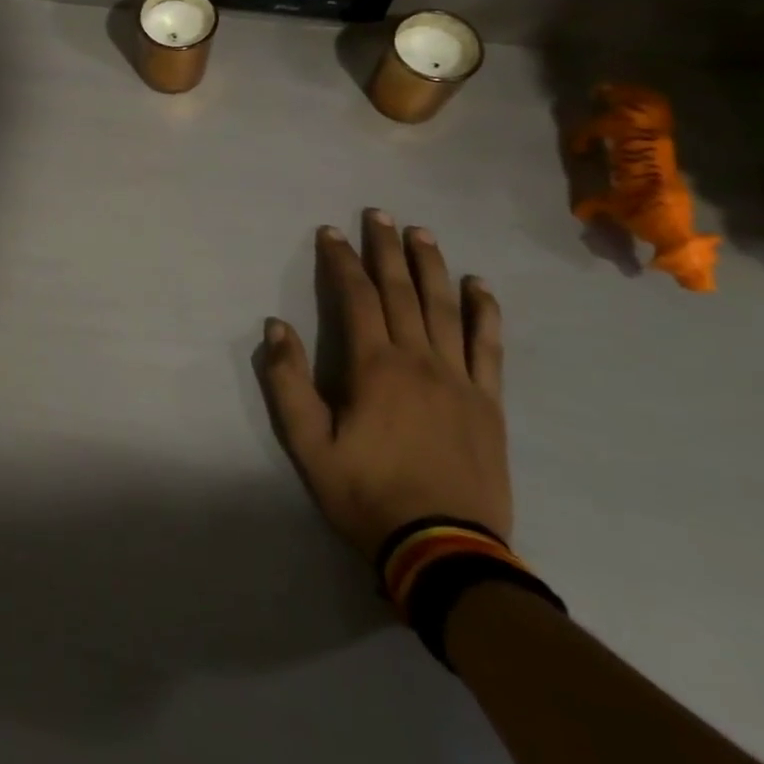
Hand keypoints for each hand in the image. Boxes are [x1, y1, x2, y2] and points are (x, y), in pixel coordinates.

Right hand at [260, 209, 509, 562]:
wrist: (444, 550)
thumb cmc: (366, 494)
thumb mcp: (308, 444)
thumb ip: (288, 383)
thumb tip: (275, 328)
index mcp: (374, 367)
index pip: (355, 297)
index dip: (341, 260)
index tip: (331, 232)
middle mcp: (419, 359)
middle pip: (401, 290)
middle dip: (386, 248)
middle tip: (378, 213)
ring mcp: (459, 378)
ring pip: (445, 307)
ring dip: (432, 265)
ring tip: (421, 232)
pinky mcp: (487, 401)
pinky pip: (489, 345)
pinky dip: (484, 311)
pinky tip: (479, 285)